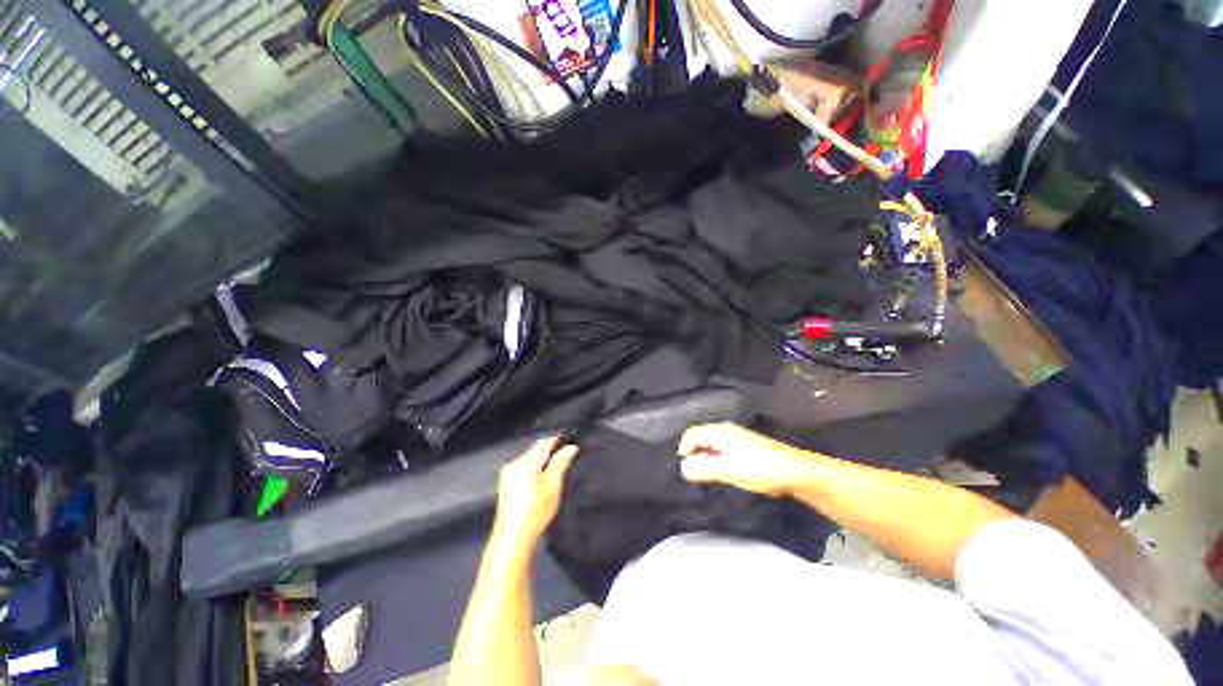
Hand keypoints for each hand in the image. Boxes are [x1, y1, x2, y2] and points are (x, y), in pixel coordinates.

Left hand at [492, 437, 578, 555]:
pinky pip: (523, 468)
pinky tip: (541, 481)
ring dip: (542, 461)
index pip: (544, 443)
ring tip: (556, 471)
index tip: (572, 445)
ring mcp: (507, 474)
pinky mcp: (506, 483)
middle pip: (536, 450)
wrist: (512, 539)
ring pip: (530, 459)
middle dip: (551, 452)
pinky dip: (534, 469)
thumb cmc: (535, 512)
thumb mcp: (552, 486)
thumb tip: (571, 447)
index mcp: (524, 463)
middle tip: (567, 460)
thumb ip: (560, 463)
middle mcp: (513, 464)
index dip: (559, 442)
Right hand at [677, 422, 808, 497]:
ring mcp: (735, 436)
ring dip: (704, 457)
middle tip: (695, 474)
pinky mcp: (744, 445)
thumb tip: (682, 467)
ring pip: (710, 443)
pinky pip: (720, 448)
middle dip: (693, 453)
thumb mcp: (728, 470)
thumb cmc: (760, 469)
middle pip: (699, 436)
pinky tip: (723, 471)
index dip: (684, 450)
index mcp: (719, 431)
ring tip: (708, 474)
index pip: (691, 434)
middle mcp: (725, 429)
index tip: (687, 470)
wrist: (795, 472)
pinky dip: (715, 458)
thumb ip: (703, 467)